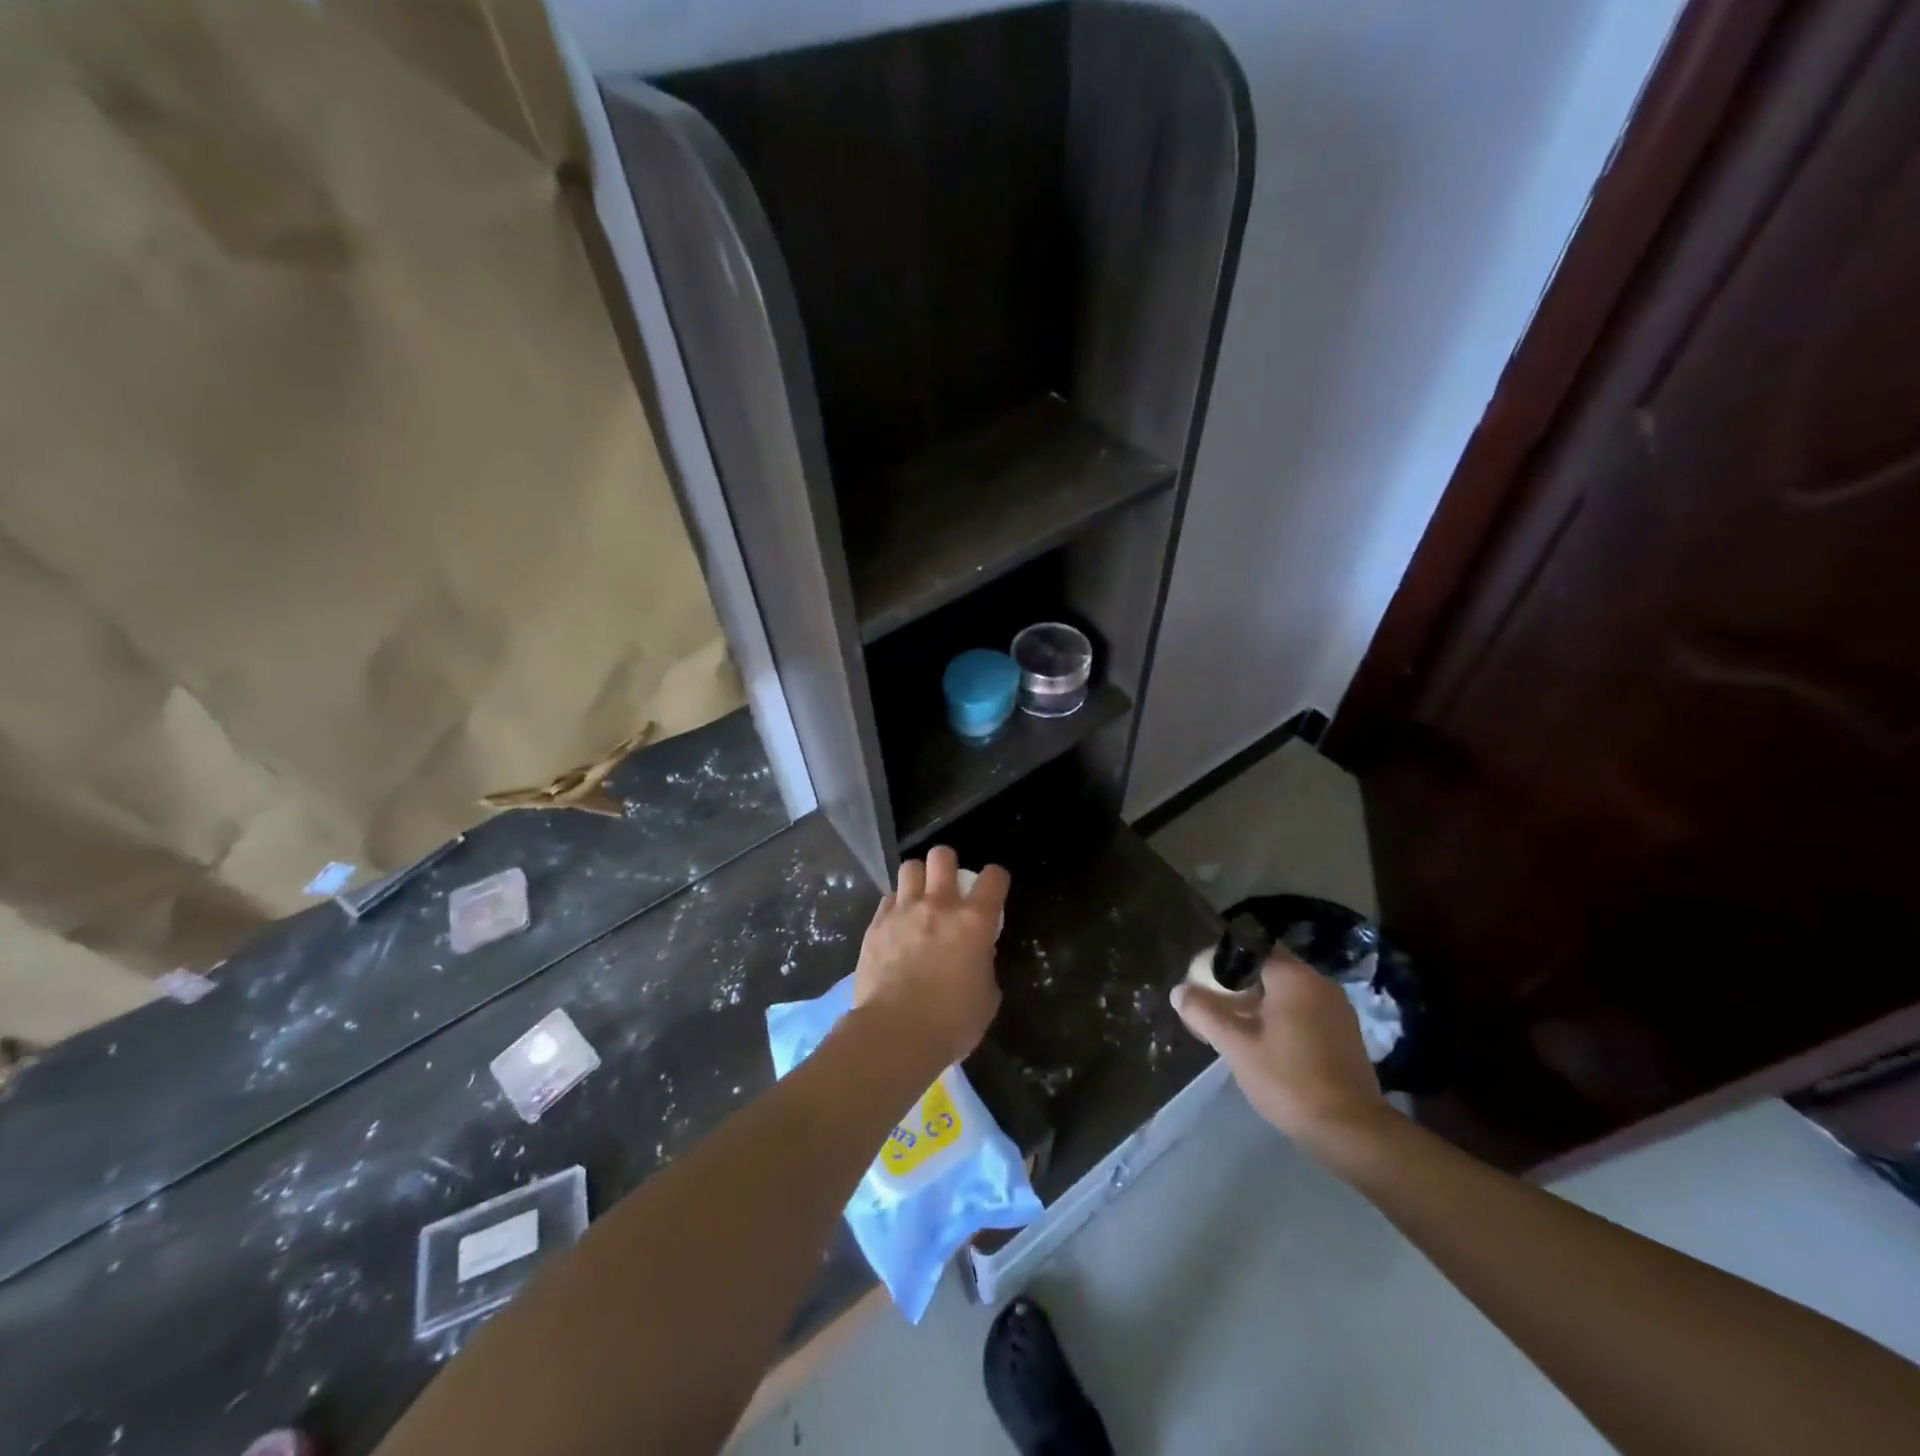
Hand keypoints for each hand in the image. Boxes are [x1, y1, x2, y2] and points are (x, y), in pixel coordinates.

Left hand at [852, 846, 1008, 1067]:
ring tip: (919, 897)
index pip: (993, 878)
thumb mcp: (986, 997)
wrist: (894, 1034)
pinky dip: (896, 905)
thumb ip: (984, 966)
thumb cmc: (951, 1022)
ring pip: (910, 868)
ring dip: (918, 879)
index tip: (994, 888)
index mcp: (974, 922)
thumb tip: (977, 955)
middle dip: (948, 864)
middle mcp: (938, 906)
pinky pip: (888, 899)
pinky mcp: (876, 925)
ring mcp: (903, 912)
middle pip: (942, 856)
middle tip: (949, 884)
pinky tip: (897, 923)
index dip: (996, 879)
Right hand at [1172, 953, 1389, 1155]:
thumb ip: (1205, 1013)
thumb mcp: (1237, 1047)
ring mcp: (1337, 1007)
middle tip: (1215, 1005)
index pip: (1251, 948)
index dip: (1223, 960)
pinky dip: (1283, 1016)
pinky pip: (1305, 1009)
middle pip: (1270, 968)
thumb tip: (1178, 991)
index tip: (1204, 981)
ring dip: (1261, 1001)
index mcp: (1294, 977)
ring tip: (1235, 1026)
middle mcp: (1319, 982)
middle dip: (1240, 983)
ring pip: (1288, 991)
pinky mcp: (1345, 1032)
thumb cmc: (1289, 1080)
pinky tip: (1266, 1042)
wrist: (1351, 1130)